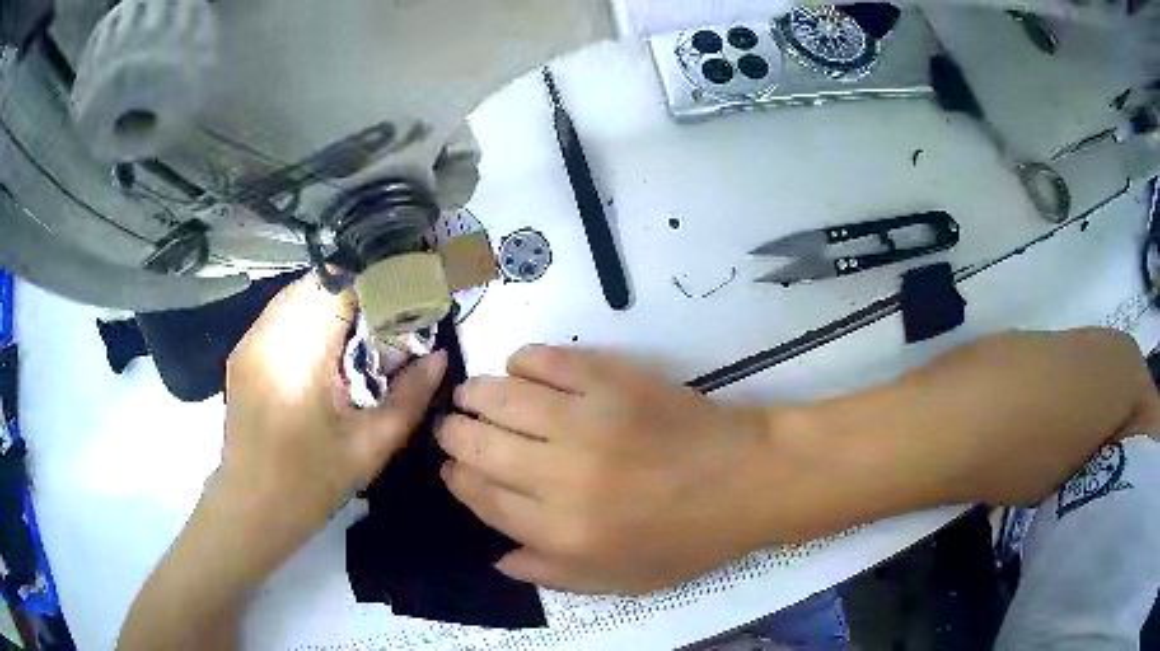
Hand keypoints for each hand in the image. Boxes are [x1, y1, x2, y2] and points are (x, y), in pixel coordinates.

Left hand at [220, 276, 446, 550]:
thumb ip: (409, 398)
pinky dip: (309, 315)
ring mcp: (250, 341)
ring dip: (332, 300)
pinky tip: (323, 348)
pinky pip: (280, 313)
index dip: (377, 284)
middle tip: (388, 318)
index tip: (407, 300)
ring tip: (359, 331)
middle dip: (358, 290)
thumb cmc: (311, 483)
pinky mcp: (243, 352)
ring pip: (297, 293)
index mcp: (300, 355)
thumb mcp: (370, 446)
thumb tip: (439, 357)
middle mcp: (269, 334)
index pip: (340, 285)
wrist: (252, 507)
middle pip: (318, 281)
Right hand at [436, 346, 804, 594]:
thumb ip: (550, 573)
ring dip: (475, 394)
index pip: (481, 496)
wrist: (745, 481)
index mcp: (562, 531)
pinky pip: (546, 360)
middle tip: (452, 427)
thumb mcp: (619, 580)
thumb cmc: (685, 538)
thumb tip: (495, 556)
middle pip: (477, 444)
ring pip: (500, 397)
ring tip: (472, 395)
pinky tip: (521, 370)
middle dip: (452, 433)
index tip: (451, 467)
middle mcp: (561, 476)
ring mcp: (587, 421)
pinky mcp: (612, 380)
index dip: (456, 477)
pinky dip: (522, 361)